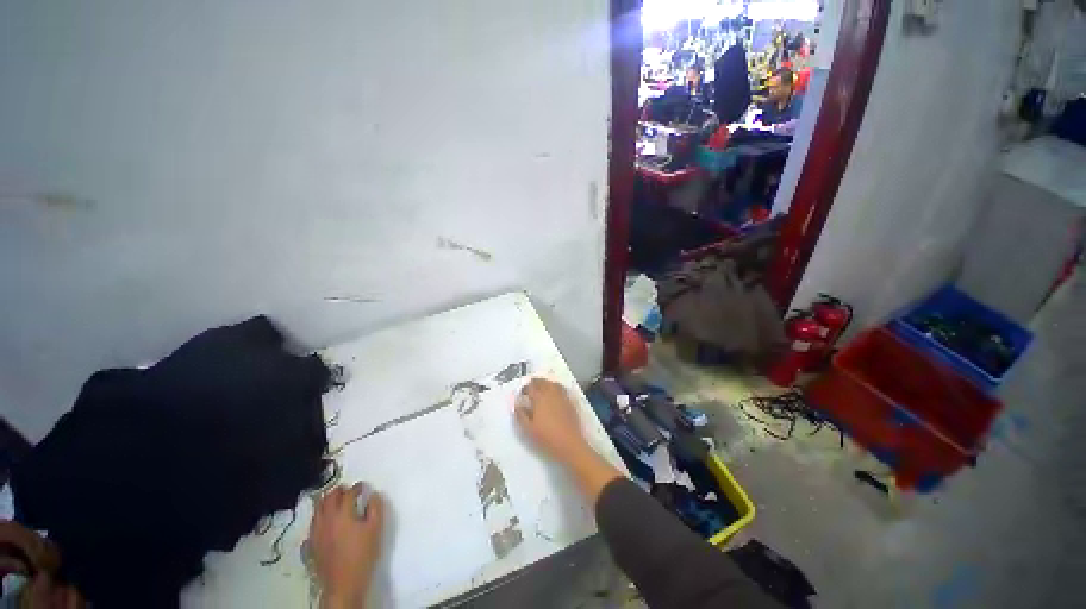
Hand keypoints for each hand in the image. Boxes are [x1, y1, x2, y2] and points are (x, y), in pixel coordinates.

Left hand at [308, 483, 383, 608]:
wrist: (343, 584)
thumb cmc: (362, 554)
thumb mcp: (376, 528)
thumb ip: (375, 507)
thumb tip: (372, 495)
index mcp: (343, 513)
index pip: (348, 493)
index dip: (357, 487)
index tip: (362, 486)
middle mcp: (326, 519)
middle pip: (328, 498)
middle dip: (338, 491)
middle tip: (346, 489)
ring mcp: (315, 533)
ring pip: (317, 510)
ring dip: (325, 502)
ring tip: (334, 502)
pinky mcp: (310, 545)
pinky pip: (312, 525)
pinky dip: (318, 518)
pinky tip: (323, 522)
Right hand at [515, 378, 590, 465]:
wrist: (569, 443)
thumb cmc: (546, 437)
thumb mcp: (528, 429)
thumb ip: (521, 415)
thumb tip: (518, 405)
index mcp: (539, 398)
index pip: (530, 387)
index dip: (525, 389)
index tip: (522, 394)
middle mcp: (551, 393)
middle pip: (542, 382)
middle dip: (535, 383)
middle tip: (530, 388)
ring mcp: (562, 396)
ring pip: (552, 383)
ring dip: (545, 383)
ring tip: (541, 388)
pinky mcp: (570, 401)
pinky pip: (561, 389)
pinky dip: (555, 388)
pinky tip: (554, 394)